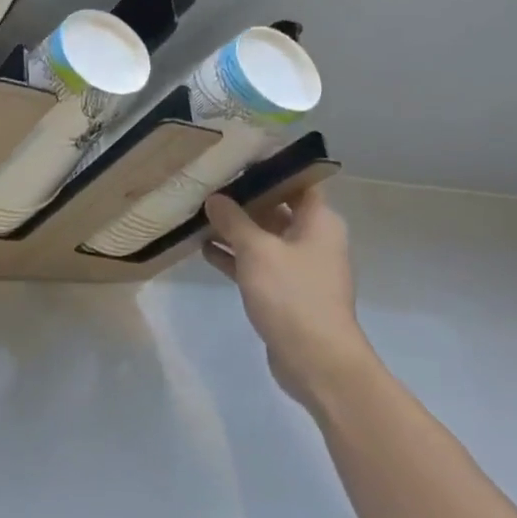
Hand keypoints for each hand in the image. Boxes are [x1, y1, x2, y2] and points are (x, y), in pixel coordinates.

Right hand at [202, 186, 373, 405]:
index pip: (298, 181)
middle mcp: (312, 239)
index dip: (271, 168)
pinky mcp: (283, 291)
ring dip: (234, 229)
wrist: (315, 359)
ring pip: (263, 237)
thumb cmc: (292, 295)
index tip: (237, 158)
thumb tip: (215, 198)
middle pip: (276, 208)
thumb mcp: (258, 250)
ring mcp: (298, 267)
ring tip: (197, 214)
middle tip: (207, 184)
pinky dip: (234, 256)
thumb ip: (234, 221)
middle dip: (243, 198)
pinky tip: (204, 249)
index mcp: (318, 222)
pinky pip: (256, 263)